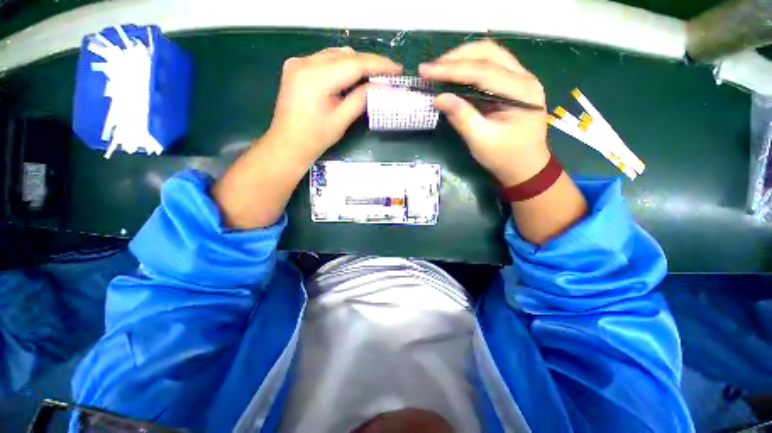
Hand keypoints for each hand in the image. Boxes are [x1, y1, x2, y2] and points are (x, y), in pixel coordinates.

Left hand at [213, 47, 400, 228]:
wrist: (287, 144)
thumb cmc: (315, 138)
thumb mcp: (341, 121)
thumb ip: (361, 99)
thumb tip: (382, 86)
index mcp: (315, 78)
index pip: (354, 64)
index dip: (378, 65)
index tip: (397, 69)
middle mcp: (305, 62)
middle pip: (345, 55)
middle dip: (369, 63)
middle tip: (388, 74)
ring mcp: (298, 63)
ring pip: (335, 55)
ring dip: (356, 64)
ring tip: (373, 76)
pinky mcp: (296, 67)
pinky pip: (325, 60)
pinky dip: (341, 66)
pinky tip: (352, 77)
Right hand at [419, 40, 548, 185]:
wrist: (526, 168)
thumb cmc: (505, 158)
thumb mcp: (481, 141)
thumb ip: (461, 117)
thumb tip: (438, 98)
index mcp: (521, 91)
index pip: (482, 71)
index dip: (451, 69)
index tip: (425, 70)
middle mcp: (524, 78)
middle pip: (489, 52)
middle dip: (457, 57)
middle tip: (432, 68)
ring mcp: (521, 80)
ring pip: (490, 56)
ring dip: (463, 59)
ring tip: (439, 69)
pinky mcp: (513, 86)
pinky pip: (490, 68)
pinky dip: (470, 68)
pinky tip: (455, 76)